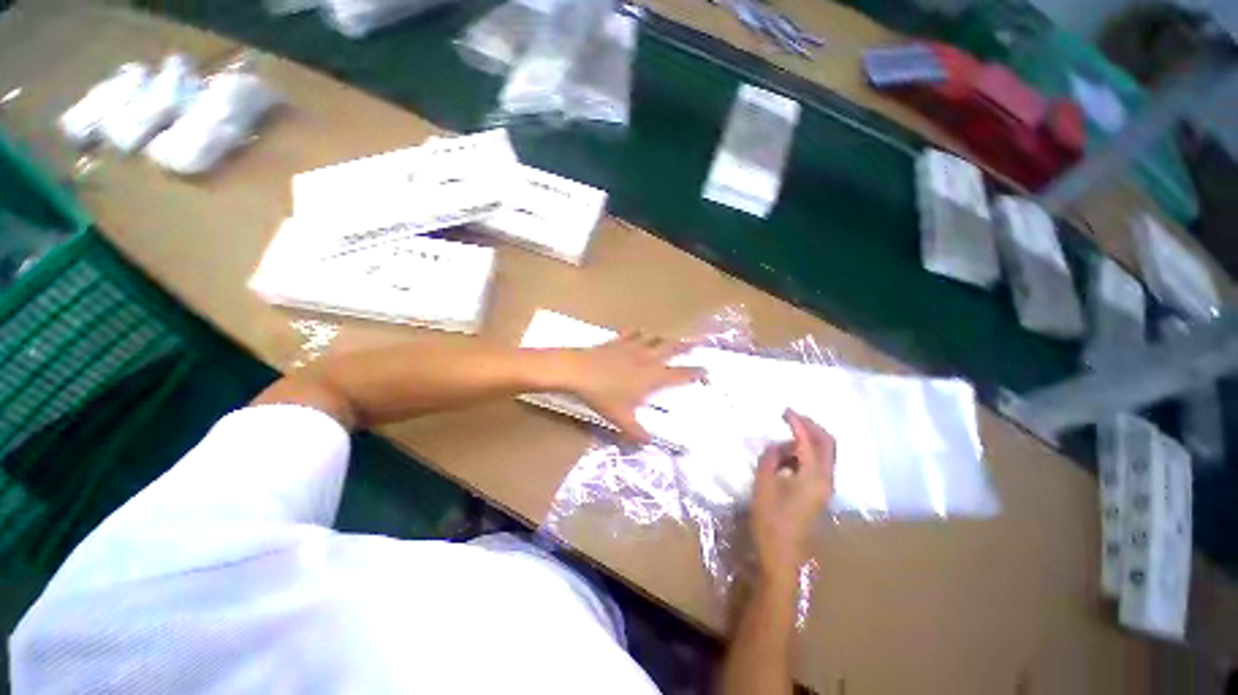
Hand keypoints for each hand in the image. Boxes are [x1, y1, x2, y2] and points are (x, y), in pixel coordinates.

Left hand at [559, 332, 705, 443]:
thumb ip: (636, 432)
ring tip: (670, 338)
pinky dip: (639, 333)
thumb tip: (648, 443)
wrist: (579, 370)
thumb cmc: (603, 395)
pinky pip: (633, 334)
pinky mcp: (618, 341)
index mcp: (653, 377)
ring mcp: (633, 347)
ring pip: (655, 339)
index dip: (696, 373)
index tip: (707, 370)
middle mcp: (648, 359)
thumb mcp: (621, 418)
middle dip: (687, 345)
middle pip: (672, 348)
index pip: (680, 375)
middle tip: (700, 340)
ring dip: (664, 338)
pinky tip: (640, 333)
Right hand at [751, 410, 834, 582]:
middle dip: (811, 426)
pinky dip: (810, 455)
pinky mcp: (821, 495)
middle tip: (792, 418)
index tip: (783, 411)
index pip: (808, 439)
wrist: (783, 556)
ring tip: (787, 440)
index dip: (796, 422)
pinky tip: (791, 460)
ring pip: (827, 453)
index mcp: (814, 474)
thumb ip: (770, 461)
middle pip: (827, 442)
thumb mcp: (763, 488)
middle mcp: (827, 477)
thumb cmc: (771, 523)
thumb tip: (776, 446)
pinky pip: (822, 465)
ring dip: (811, 441)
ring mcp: (827, 487)